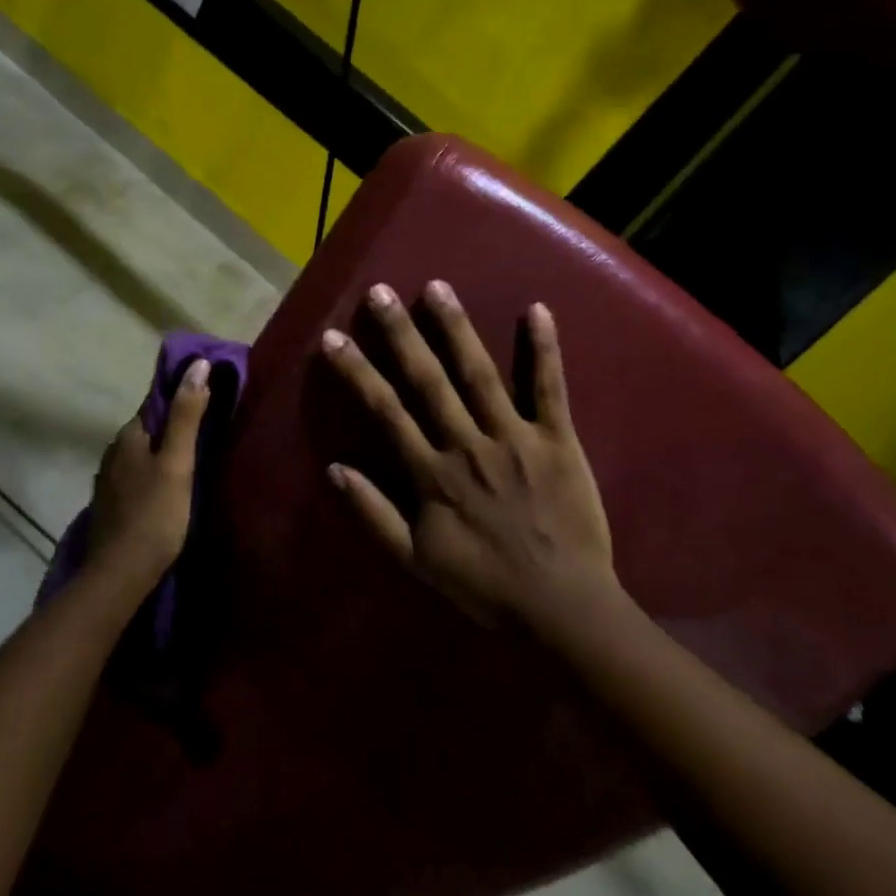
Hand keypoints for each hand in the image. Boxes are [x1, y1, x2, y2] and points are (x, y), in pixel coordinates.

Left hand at [86, 358, 210, 592]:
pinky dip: (152, 476)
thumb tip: (197, 364)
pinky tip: (167, 490)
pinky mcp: (110, 506)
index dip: (182, 400)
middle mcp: (112, 452)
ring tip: (192, 463)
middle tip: (207, 435)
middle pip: (149, 430)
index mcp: (129, 436)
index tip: (209, 402)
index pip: (156, 404)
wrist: (120, 575)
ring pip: (141, 455)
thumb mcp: (178, 461)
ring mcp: (108, 481)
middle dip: (173, 428)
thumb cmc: (155, 514)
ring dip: (162, 454)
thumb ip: (187, 414)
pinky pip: (136, 478)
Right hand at [321, 281, 617, 629]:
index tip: (333, 337)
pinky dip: (545, 349)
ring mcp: (516, 437)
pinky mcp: (559, 439)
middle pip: (428, 381)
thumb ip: (373, 515)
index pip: (386, 412)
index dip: (357, 372)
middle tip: (380, 292)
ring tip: (437, 287)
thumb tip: (334, 469)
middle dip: (401, 334)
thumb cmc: (486, 586)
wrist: (562, 608)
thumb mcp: (417, 561)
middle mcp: (469, 445)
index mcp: (433, 473)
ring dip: (457, 328)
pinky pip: (550, 388)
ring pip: (480, 374)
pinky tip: (538, 309)